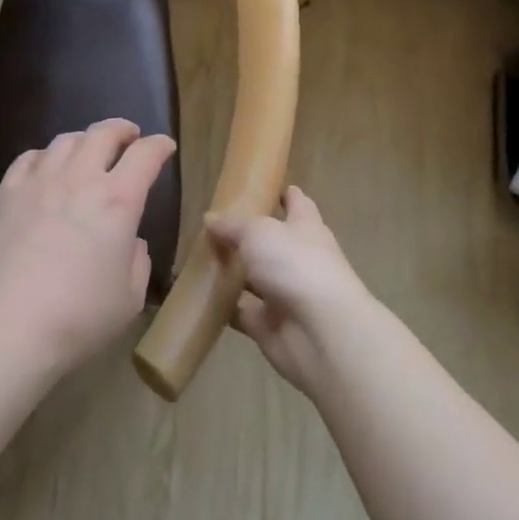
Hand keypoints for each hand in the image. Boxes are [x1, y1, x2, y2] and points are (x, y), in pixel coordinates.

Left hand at [0, 119, 176, 378]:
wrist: (7, 325)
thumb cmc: (78, 317)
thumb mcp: (128, 298)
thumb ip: (137, 261)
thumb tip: (131, 241)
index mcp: (118, 201)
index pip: (145, 156)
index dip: (159, 146)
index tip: (165, 146)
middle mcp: (80, 179)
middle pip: (103, 134)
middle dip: (122, 130)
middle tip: (129, 135)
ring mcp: (39, 182)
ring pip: (65, 140)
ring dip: (85, 139)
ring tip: (89, 149)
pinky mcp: (6, 193)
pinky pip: (29, 158)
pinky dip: (46, 155)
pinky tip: (47, 166)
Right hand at [209, 187, 379, 395]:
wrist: (321, 333)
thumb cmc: (296, 266)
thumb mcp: (258, 232)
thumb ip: (232, 225)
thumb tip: (210, 218)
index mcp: (306, 228)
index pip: (297, 204)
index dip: (284, 194)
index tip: (264, 186)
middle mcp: (298, 259)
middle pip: (271, 243)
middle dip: (246, 237)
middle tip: (211, 227)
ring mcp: (285, 294)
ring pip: (253, 279)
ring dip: (231, 273)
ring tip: (197, 260)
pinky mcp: (270, 325)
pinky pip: (241, 311)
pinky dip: (223, 306)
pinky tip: (199, 296)